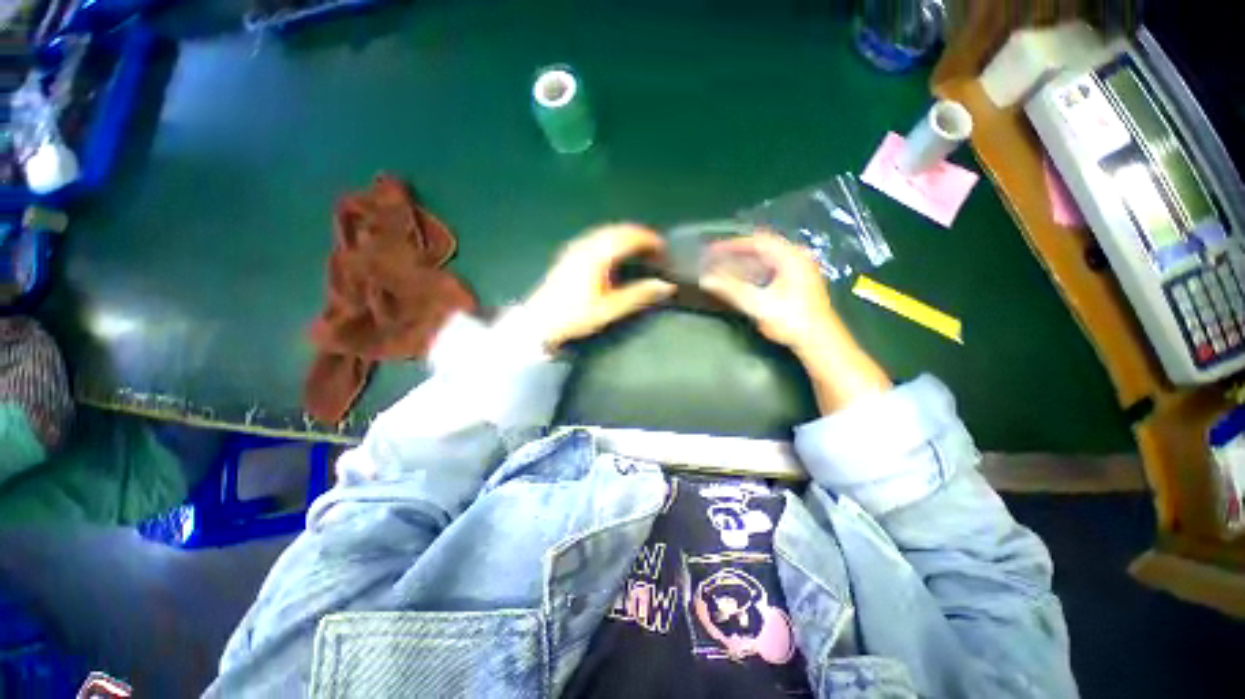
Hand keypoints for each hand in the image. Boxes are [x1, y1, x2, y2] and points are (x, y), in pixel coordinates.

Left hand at [525, 224, 675, 349]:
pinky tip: (612, 251)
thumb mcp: (610, 308)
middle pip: (616, 229)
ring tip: (637, 246)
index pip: (627, 237)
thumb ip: (639, 294)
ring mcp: (574, 248)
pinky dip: (610, 239)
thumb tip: (665, 286)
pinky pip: (595, 237)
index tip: (662, 246)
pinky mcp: (568, 254)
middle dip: (637, 234)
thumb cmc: (575, 315)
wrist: (540, 321)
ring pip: (604, 231)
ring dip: (623, 235)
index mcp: (597, 255)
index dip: (648, 239)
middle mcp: (585, 245)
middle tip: (653, 245)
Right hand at [699, 232, 889, 411]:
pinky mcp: (798, 282)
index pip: (756, 241)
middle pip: (761, 248)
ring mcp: (800, 269)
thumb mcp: (758, 303)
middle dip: (737, 253)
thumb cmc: (791, 319)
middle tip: (716, 258)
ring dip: (745, 263)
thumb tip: (705, 279)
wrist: (819, 340)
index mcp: (790, 256)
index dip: (732, 245)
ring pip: (766, 259)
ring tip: (724, 268)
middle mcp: (797, 257)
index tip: (712, 250)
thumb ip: (730, 289)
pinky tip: (742, 280)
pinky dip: (754, 272)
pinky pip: (771, 269)